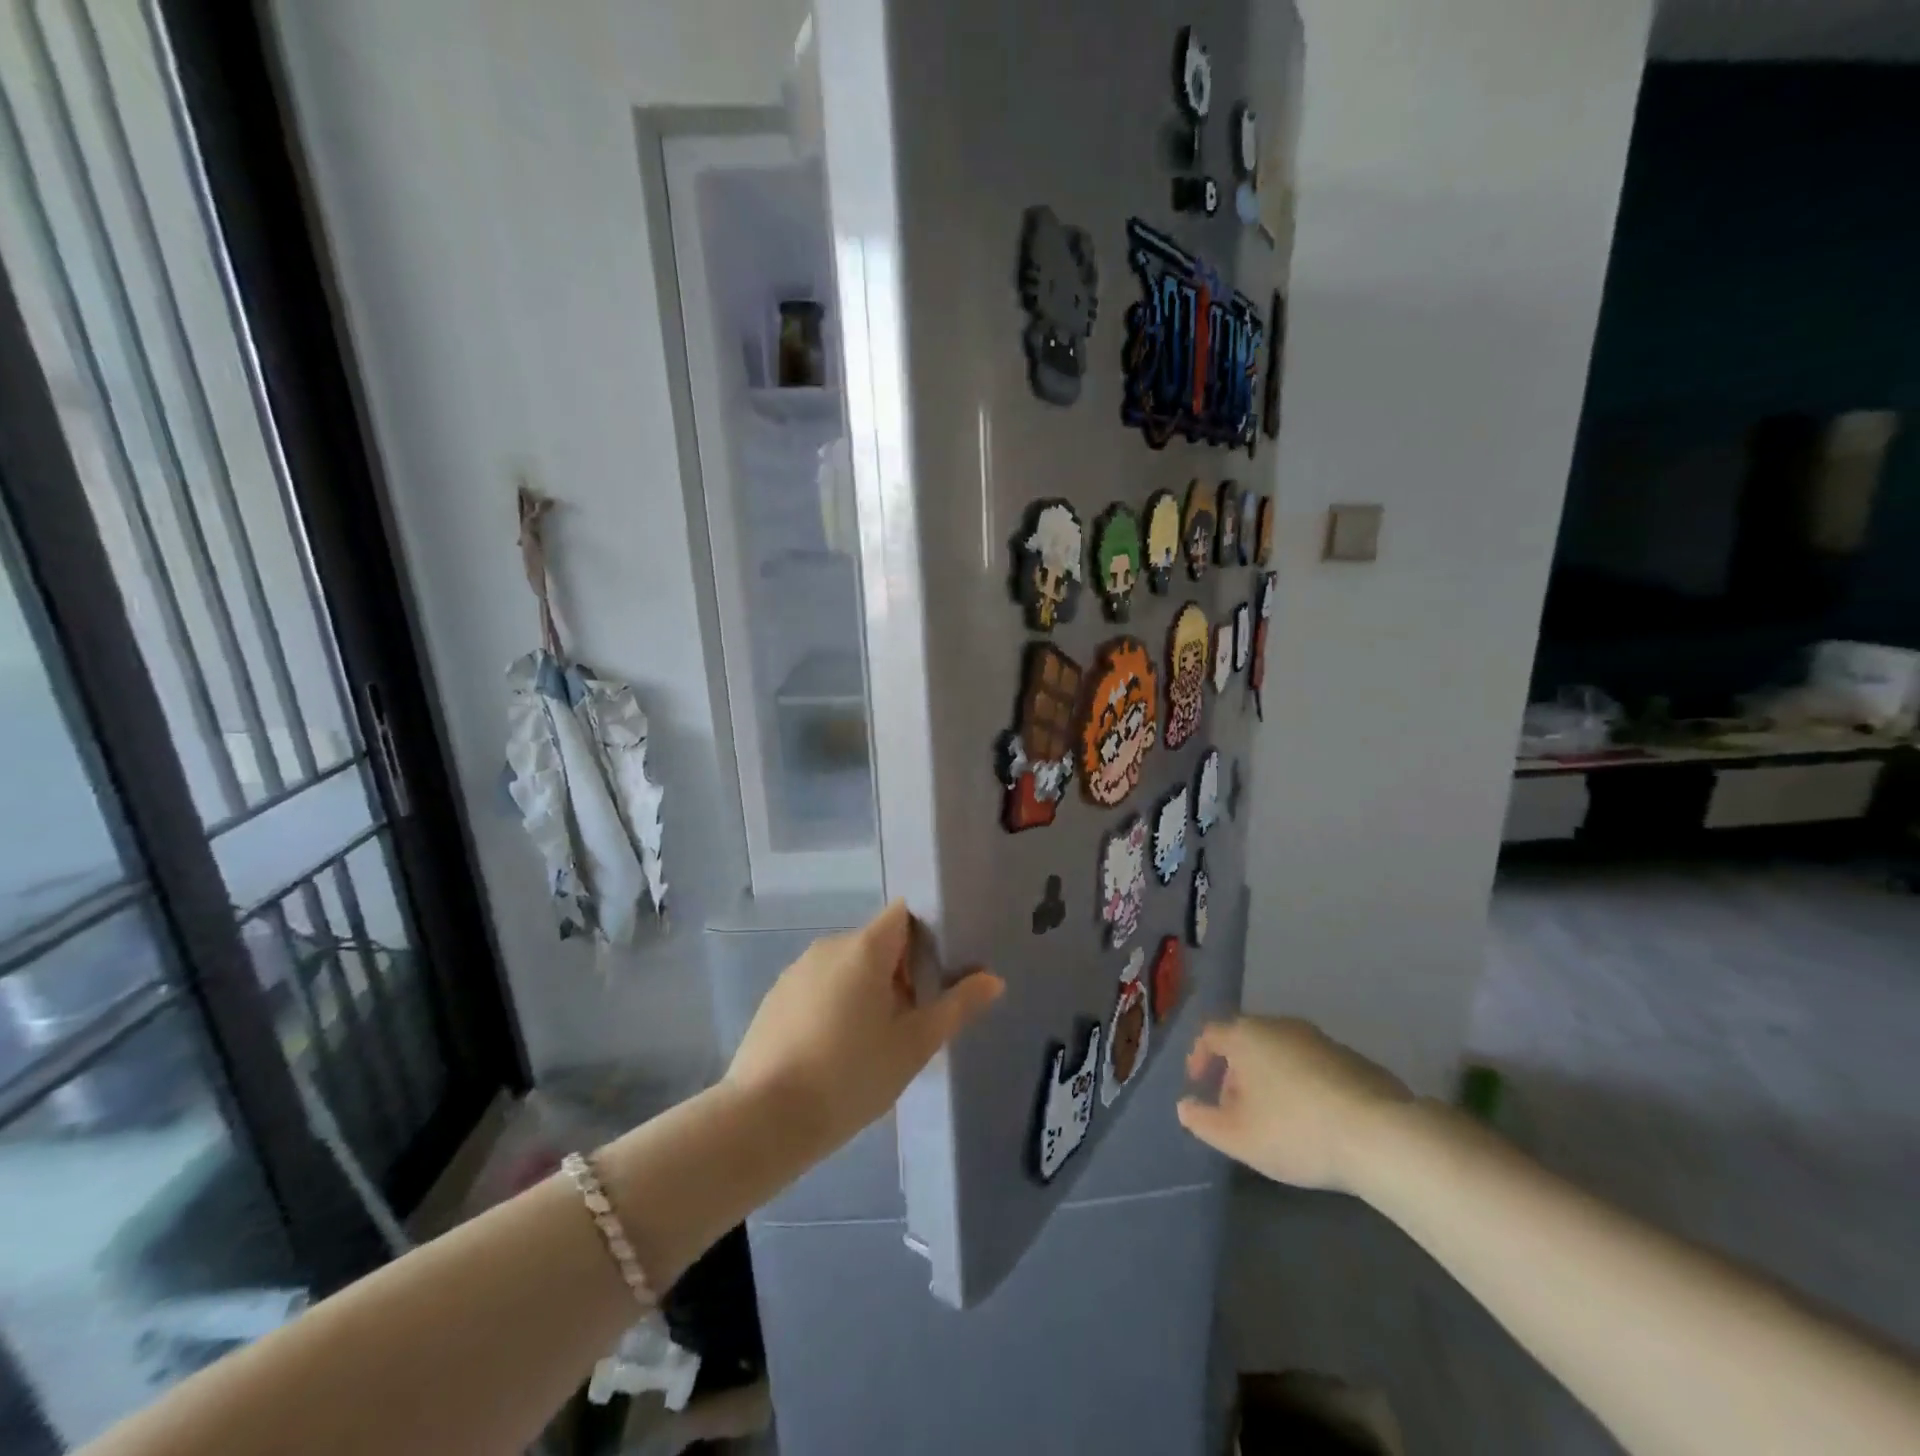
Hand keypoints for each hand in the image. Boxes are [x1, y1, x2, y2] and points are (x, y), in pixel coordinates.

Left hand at [723, 901, 1002, 1160]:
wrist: (763, 1120)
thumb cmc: (850, 1076)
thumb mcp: (914, 1045)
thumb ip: (956, 1007)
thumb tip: (993, 979)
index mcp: (865, 947)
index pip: (905, 915)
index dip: (928, 937)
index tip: (939, 978)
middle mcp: (829, 946)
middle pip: (879, 943)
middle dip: (903, 973)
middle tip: (914, 1022)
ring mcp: (797, 971)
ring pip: (848, 967)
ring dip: (869, 991)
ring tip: (876, 1044)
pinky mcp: (776, 997)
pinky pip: (820, 986)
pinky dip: (837, 1005)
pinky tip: (837, 1053)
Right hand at [1176, 1016, 1411, 1191]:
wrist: (1381, 1135)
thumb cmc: (1295, 1131)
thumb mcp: (1238, 1137)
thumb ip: (1203, 1122)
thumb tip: (1185, 1107)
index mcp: (1246, 1035)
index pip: (1210, 1034)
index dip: (1199, 1058)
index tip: (1198, 1085)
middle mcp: (1280, 1025)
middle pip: (1246, 1041)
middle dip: (1235, 1073)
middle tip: (1235, 1108)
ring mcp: (1320, 1039)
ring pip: (1280, 1053)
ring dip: (1269, 1079)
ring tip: (1274, 1118)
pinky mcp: (1353, 1058)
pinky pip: (1312, 1065)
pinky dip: (1301, 1084)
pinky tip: (1313, 1120)